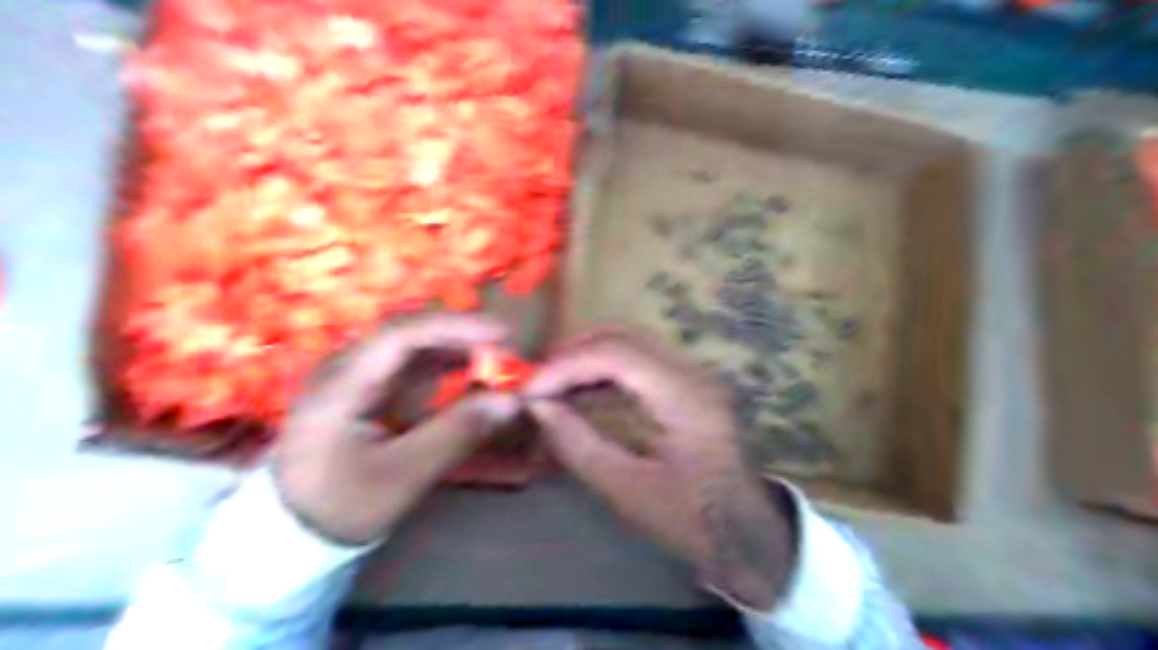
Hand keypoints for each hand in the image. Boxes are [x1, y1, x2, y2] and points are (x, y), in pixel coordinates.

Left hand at [274, 312, 517, 544]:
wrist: (293, 531)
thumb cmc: (342, 504)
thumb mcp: (403, 474)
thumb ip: (457, 433)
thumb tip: (512, 401)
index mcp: (343, 382)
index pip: (402, 334)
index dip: (456, 327)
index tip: (503, 332)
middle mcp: (346, 366)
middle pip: (411, 334)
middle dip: (462, 337)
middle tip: (507, 349)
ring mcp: (355, 376)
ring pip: (414, 348)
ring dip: (457, 350)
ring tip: (497, 361)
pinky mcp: (367, 389)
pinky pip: (412, 367)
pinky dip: (445, 369)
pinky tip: (471, 376)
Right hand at [524, 328, 798, 610]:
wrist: (745, 531)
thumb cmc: (690, 519)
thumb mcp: (627, 490)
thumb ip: (578, 445)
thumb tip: (537, 408)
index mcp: (685, 398)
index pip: (617, 355)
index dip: (567, 365)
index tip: (530, 389)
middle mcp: (692, 372)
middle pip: (624, 336)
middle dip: (574, 352)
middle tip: (538, 380)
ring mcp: (692, 374)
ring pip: (630, 342)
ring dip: (587, 357)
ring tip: (552, 384)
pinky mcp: (686, 383)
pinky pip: (638, 361)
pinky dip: (603, 369)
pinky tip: (579, 391)